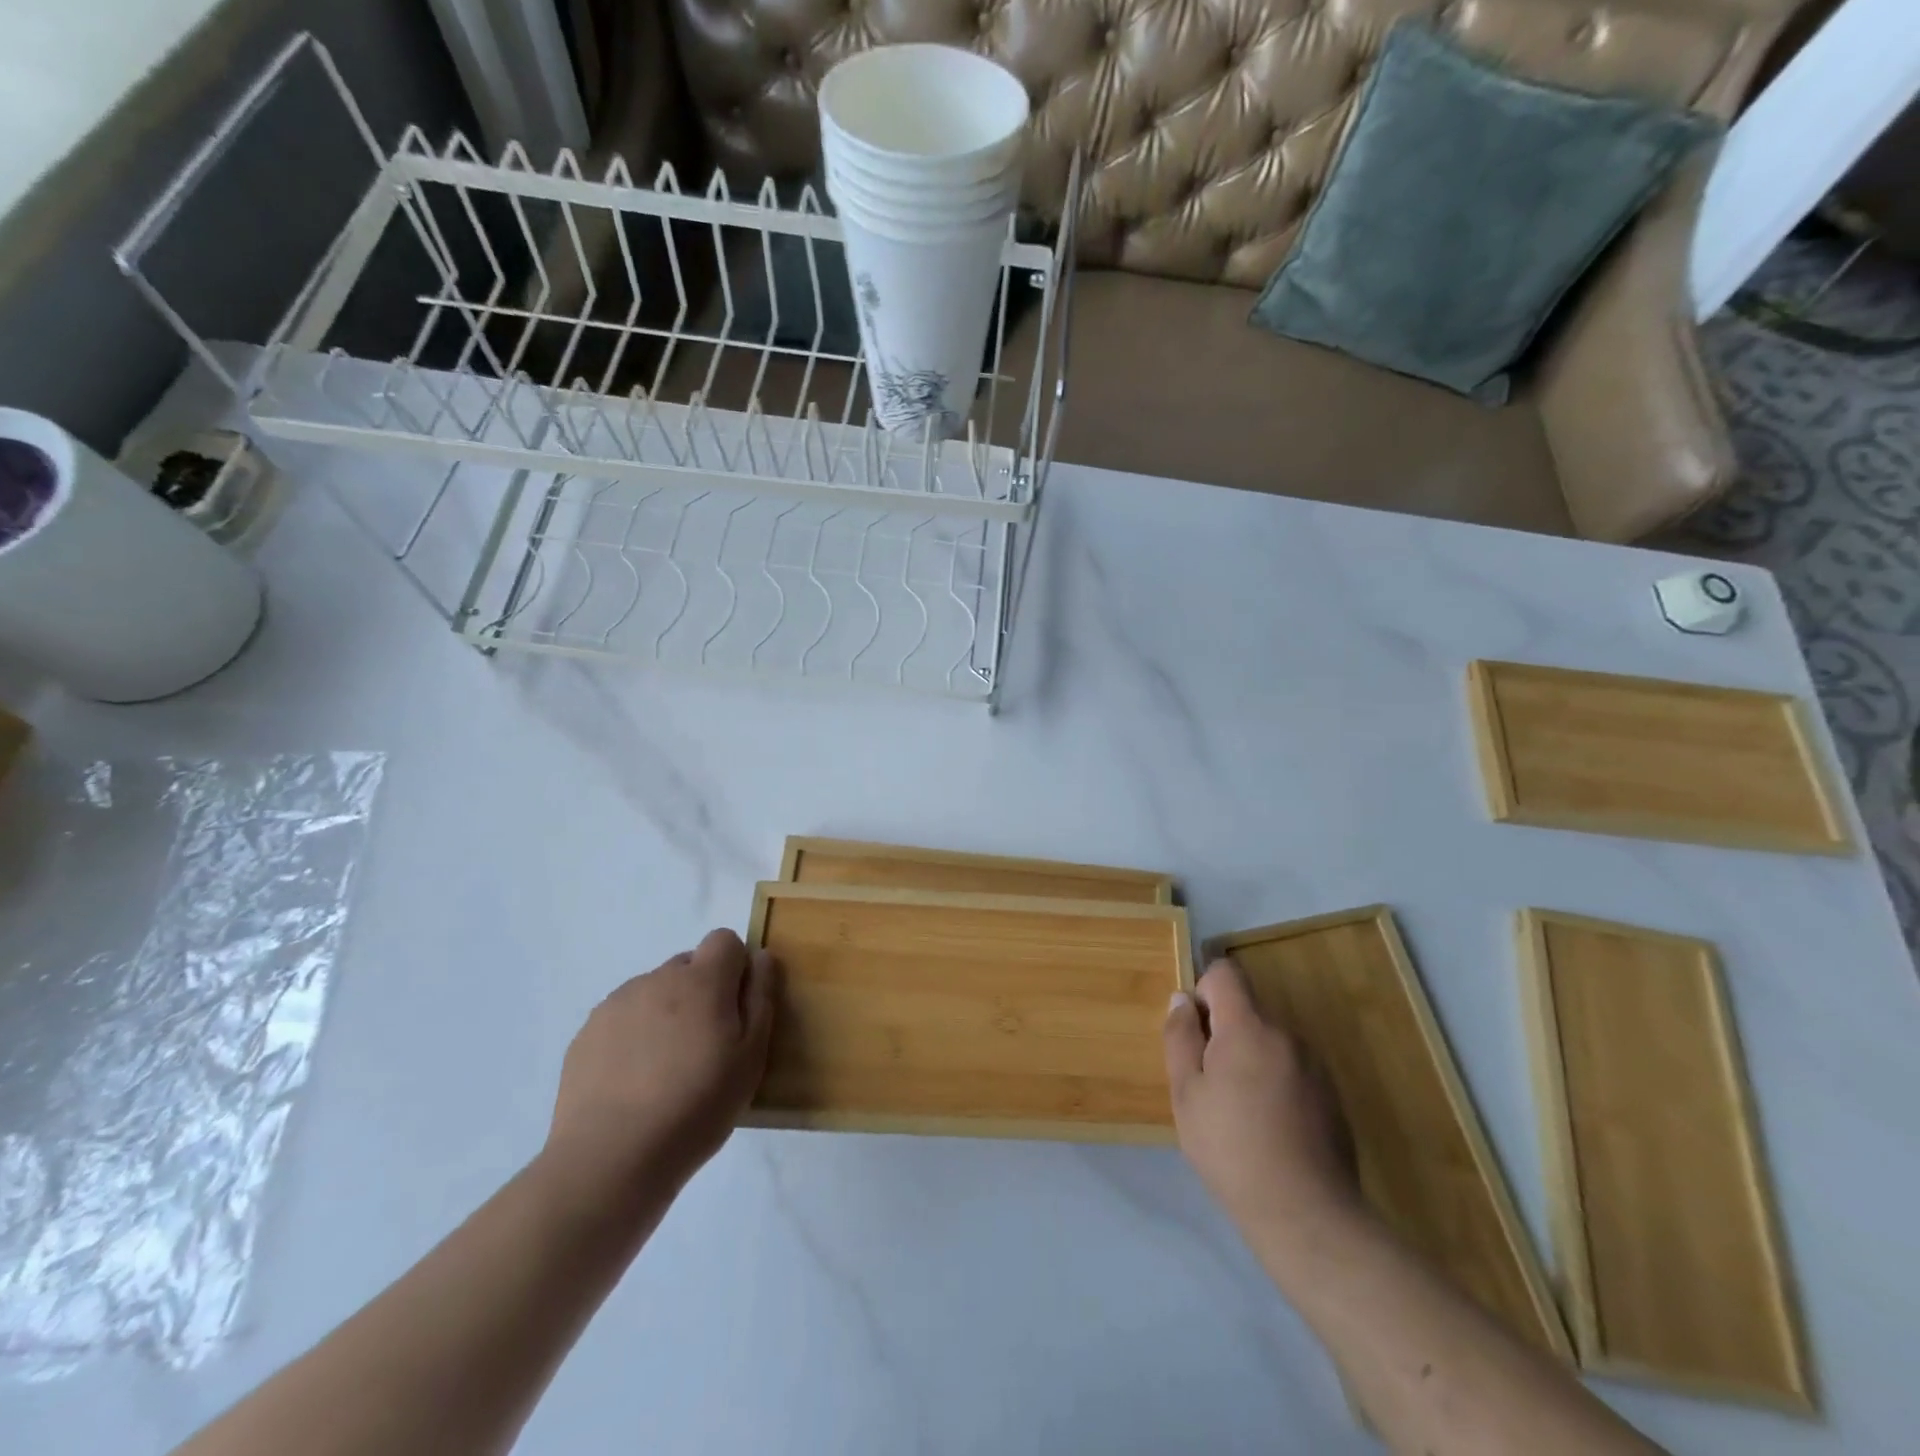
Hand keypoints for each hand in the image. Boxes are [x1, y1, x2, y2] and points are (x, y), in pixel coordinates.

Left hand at [538, 929, 775, 1220]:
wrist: (610, 1158)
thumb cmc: (697, 1106)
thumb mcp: (751, 1057)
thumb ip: (760, 998)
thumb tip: (761, 957)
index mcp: (702, 980)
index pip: (724, 940)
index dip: (735, 967)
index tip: (737, 1009)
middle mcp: (658, 979)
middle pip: (688, 965)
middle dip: (702, 991)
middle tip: (705, 1045)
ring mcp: (617, 1004)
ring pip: (654, 992)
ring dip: (666, 1013)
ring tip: (666, 1069)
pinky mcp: (587, 1033)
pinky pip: (623, 1018)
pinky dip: (634, 1037)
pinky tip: (634, 1082)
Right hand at [1164, 959, 1360, 1247]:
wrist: (1306, 1214)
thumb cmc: (1231, 1148)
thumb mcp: (1186, 1093)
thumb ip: (1180, 1037)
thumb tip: (1181, 1000)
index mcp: (1249, 1027)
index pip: (1226, 973)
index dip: (1203, 990)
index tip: (1194, 1031)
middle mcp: (1286, 1035)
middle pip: (1247, 1010)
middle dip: (1223, 1033)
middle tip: (1208, 1083)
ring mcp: (1314, 1066)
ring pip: (1269, 1042)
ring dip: (1249, 1059)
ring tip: (1238, 1112)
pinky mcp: (1332, 1096)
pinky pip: (1291, 1069)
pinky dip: (1273, 1083)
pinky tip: (1268, 1129)